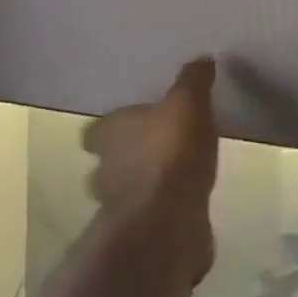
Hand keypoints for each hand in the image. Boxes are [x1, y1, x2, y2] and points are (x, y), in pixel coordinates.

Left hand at [82, 58, 218, 281]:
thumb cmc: (170, 152)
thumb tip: (202, 59)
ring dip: (140, 187)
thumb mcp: (188, 103)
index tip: (125, 123)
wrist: (168, 225)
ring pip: (123, 192)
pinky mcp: (139, 237)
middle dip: (123, 158)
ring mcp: (118, 209)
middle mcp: (105, 170)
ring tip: (168, 178)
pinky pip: (147, 218)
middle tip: (149, 149)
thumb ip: (193, 81)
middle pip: (106, 162)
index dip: (108, 128)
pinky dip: (159, 213)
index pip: (95, 130)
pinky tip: (182, 205)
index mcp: (110, 134)